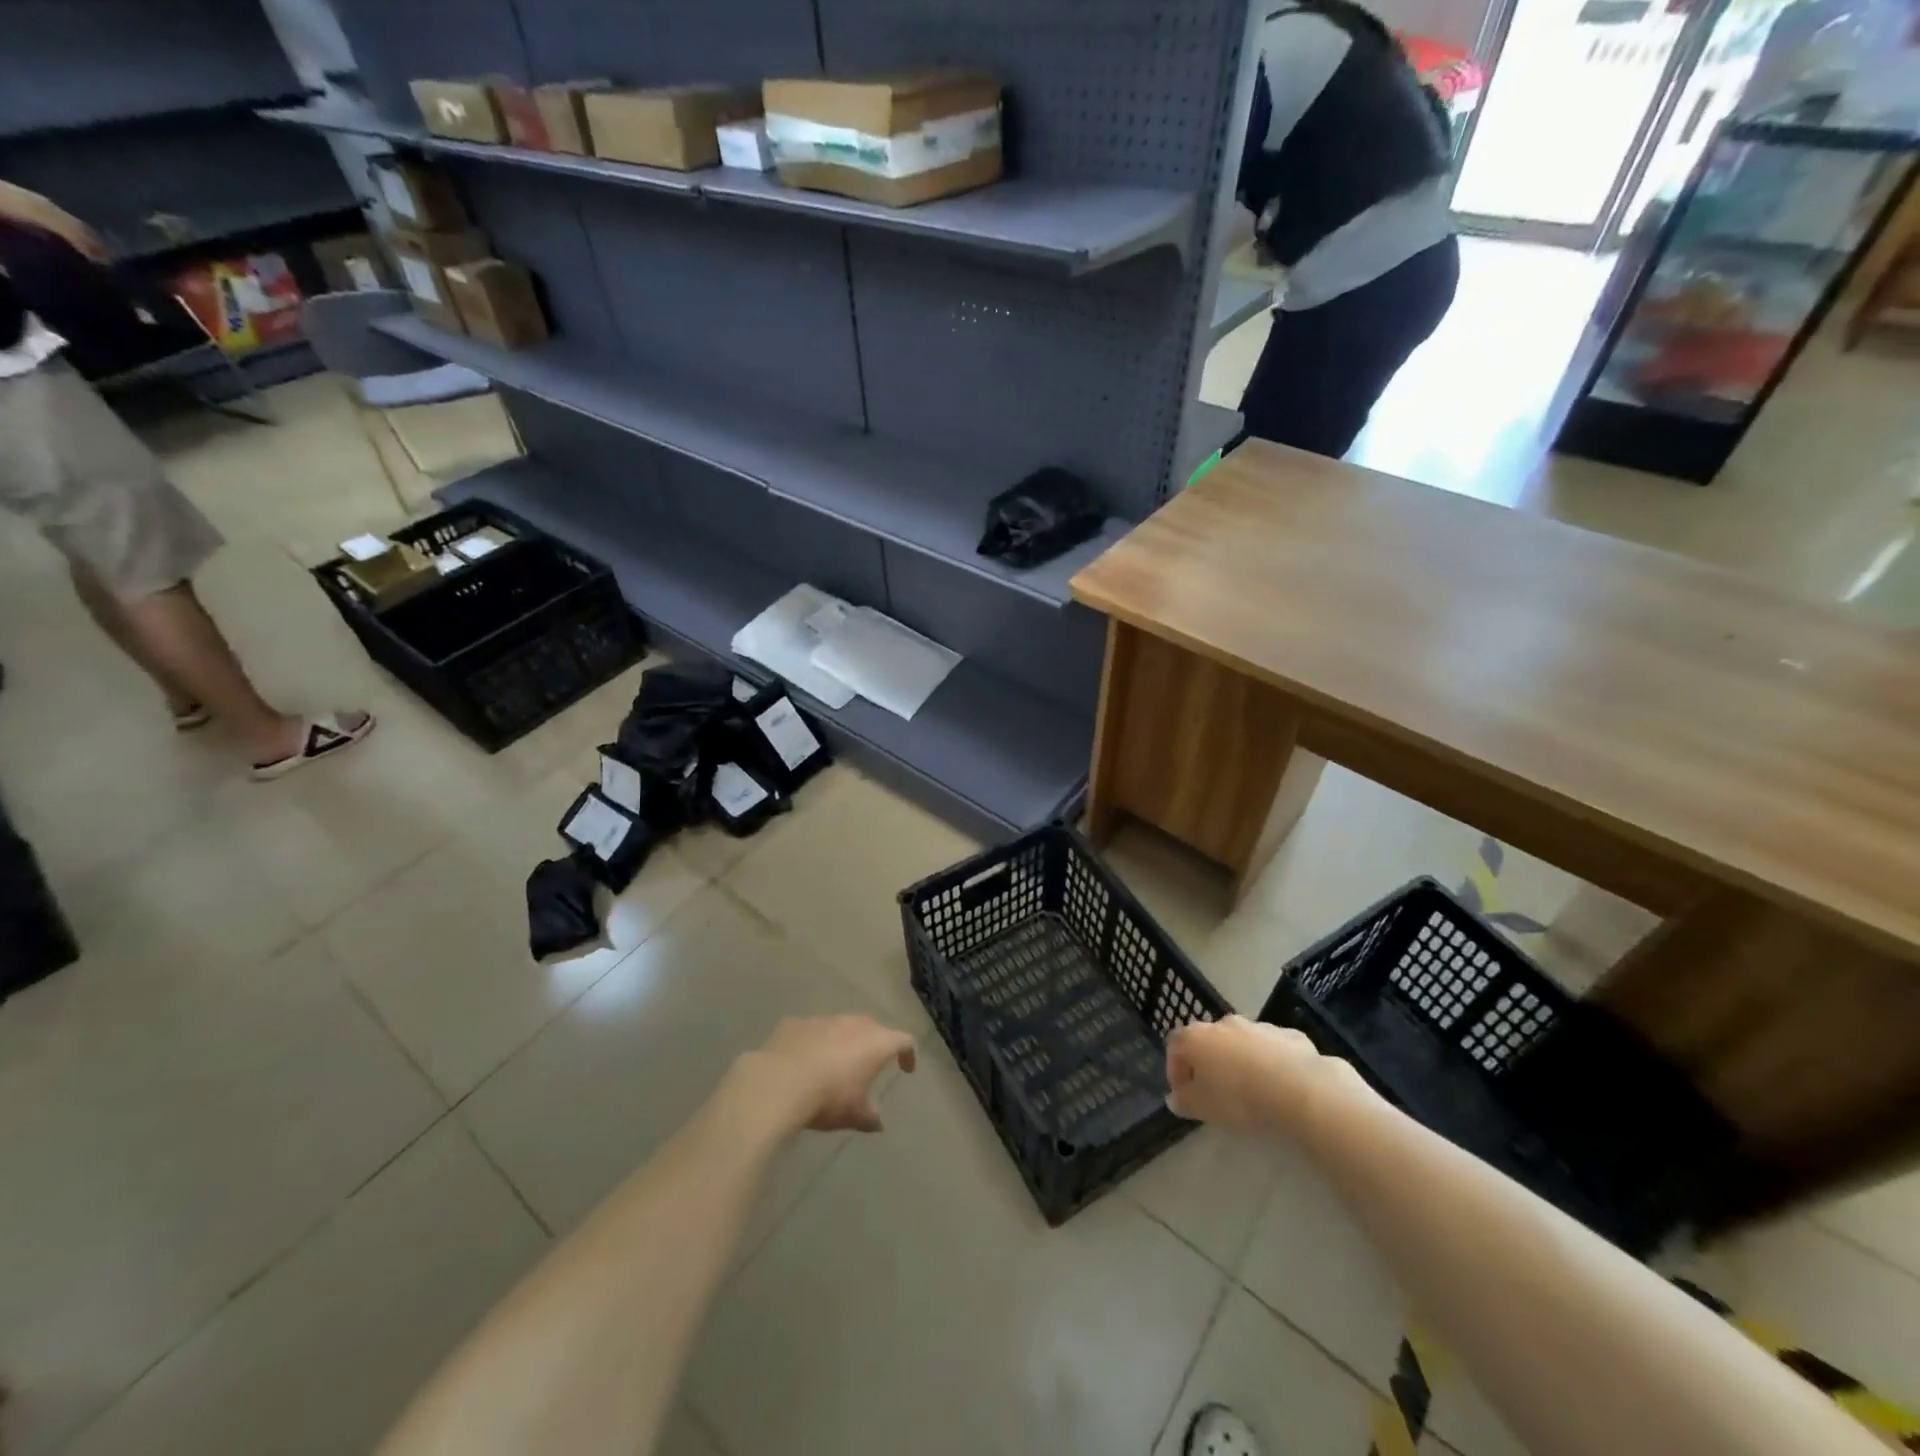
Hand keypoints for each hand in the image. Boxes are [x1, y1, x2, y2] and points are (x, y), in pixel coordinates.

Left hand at [740, 1015, 916, 1134]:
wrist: (777, 1083)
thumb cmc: (827, 1098)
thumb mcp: (854, 1115)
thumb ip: (870, 1117)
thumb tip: (879, 1123)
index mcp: (875, 1043)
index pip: (903, 1041)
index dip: (908, 1054)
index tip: (906, 1069)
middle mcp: (853, 1024)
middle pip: (873, 1028)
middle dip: (875, 1044)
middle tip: (871, 1064)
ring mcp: (823, 1020)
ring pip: (841, 1026)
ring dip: (843, 1042)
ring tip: (836, 1064)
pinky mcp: (796, 1023)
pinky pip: (812, 1031)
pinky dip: (814, 1043)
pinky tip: (804, 1062)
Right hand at [1166, 1015, 1359, 1137]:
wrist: (1299, 1090)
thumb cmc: (1239, 1098)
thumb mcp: (1202, 1108)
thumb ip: (1183, 1101)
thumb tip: (1175, 1097)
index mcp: (1197, 1037)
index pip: (1176, 1045)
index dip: (1175, 1069)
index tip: (1183, 1093)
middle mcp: (1224, 1024)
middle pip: (1209, 1040)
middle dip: (1209, 1063)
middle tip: (1216, 1092)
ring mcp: (1258, 1026)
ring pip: (1242, 1043)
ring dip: (1241, 1061)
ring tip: (1251, 1091)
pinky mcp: (1289, 1036)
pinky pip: (1272, 1049)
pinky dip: (1270, 1063)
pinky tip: (1280, 1086)